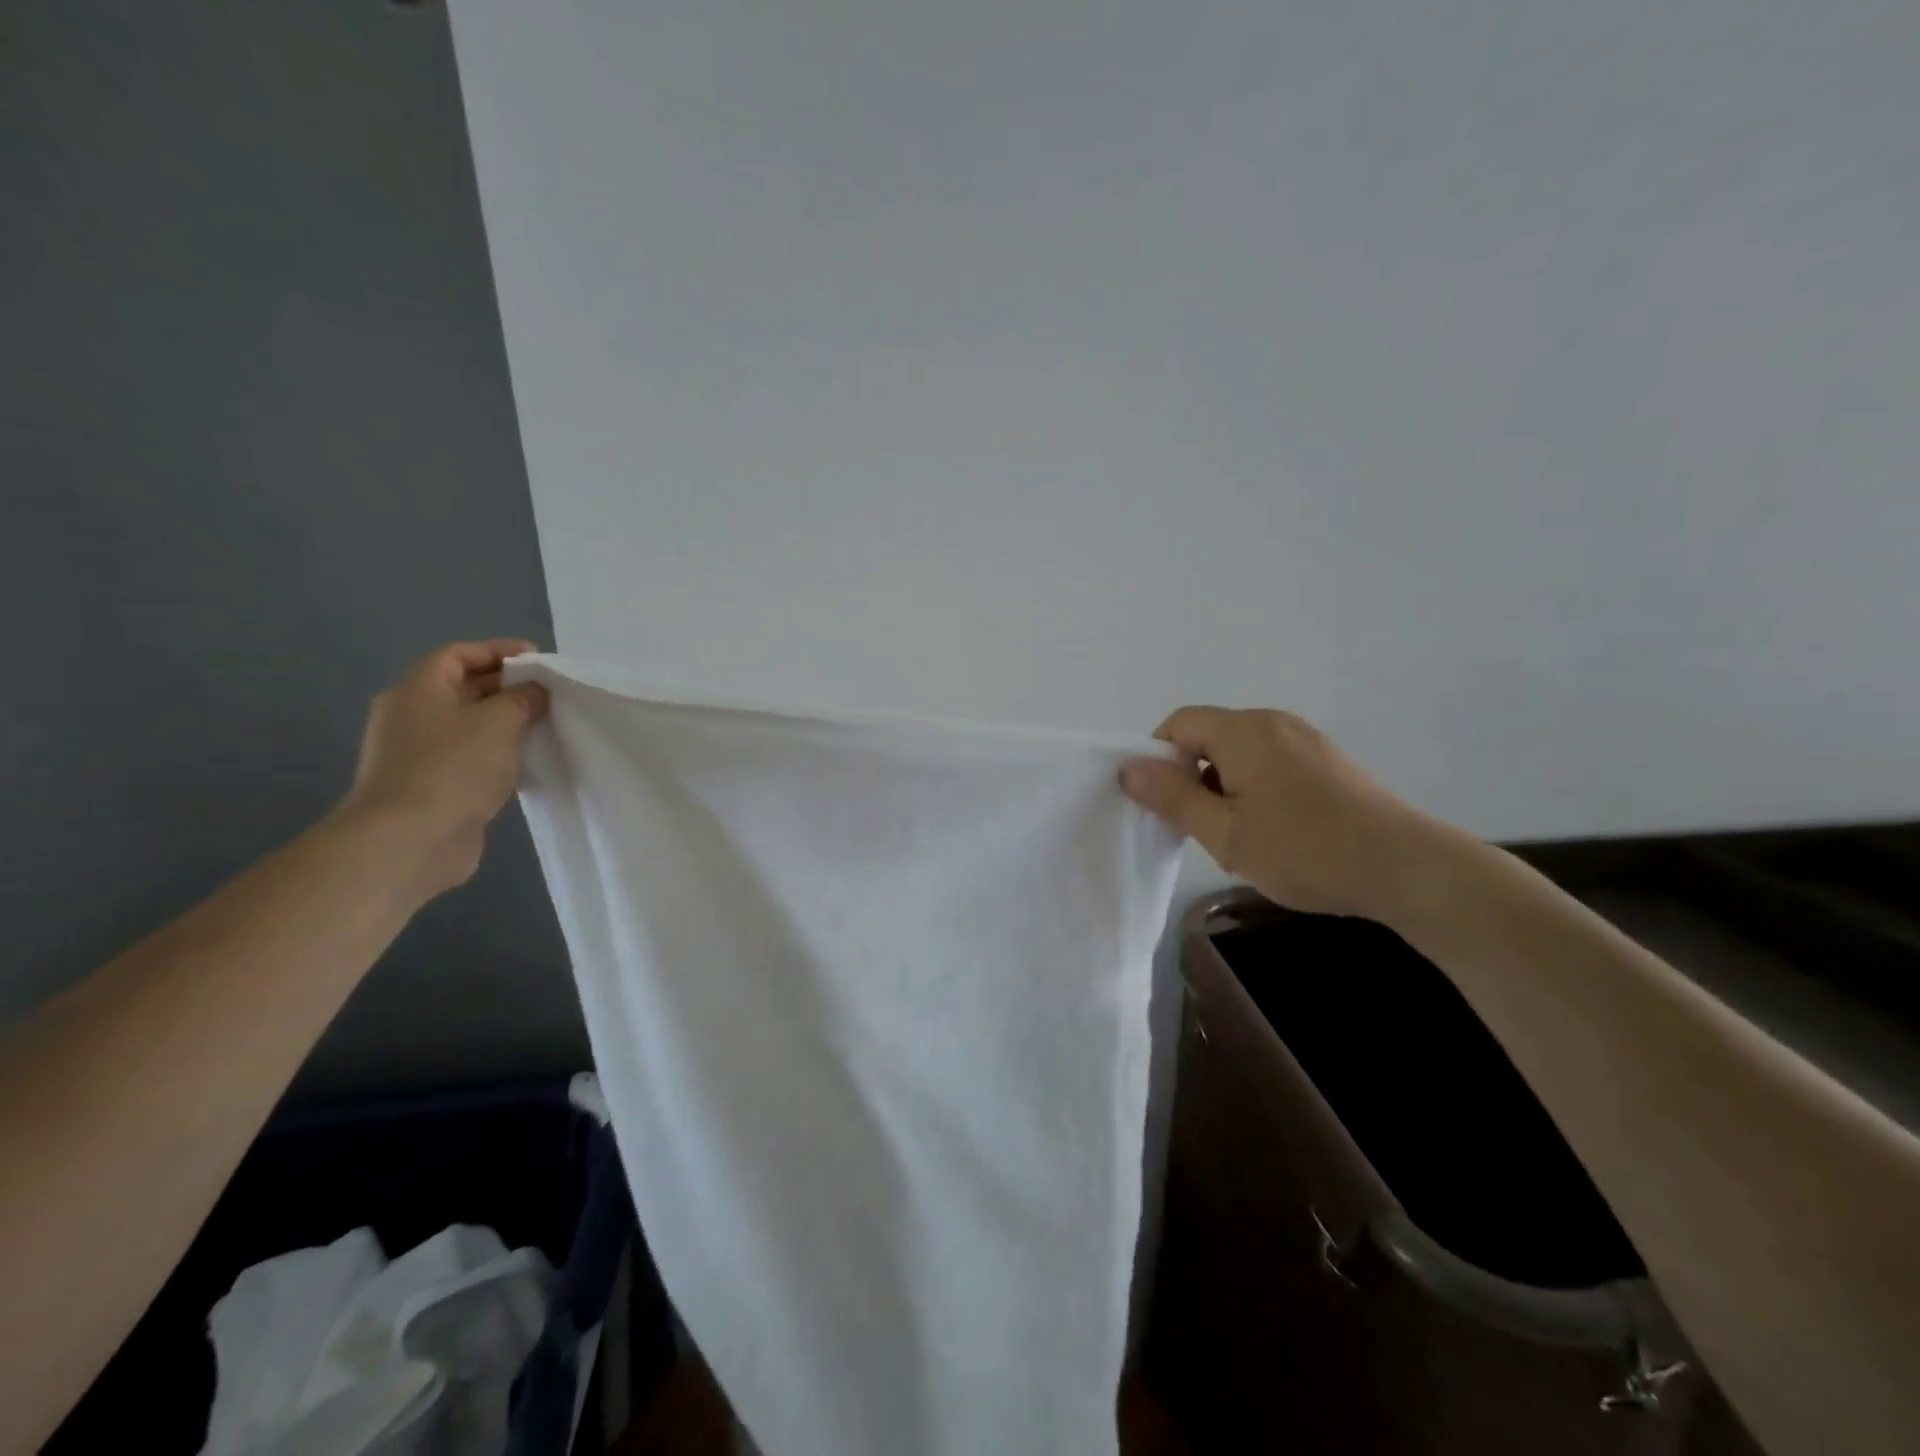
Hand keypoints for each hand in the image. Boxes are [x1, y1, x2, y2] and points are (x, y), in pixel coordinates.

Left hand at [340, 640, 549, 895]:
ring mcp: (418, 753)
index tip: (539, 660)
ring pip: (469, 725)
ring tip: (546, 726)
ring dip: (506, 723)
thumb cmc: (453, 767)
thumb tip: (535, 690)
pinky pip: (470, 757)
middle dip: (507, 687)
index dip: (499, 651)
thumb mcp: (500, 721)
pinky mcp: (431, 785)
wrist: (410, 839)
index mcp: (418, 689)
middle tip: (550, 694)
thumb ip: (523, 698)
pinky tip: (527, 763)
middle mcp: (411, 716)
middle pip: (463, 688)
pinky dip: (498, 754)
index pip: (458, 654)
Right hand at [1120, 707, 1457, 922]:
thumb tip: (1128, 767)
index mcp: (1243, 730)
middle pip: (1208, 736)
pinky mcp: (1327, 761)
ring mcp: (1305, 739)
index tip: (1164, 805)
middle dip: (1191, 777)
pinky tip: (1274, 831)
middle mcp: (1273, 722)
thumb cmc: (1305, 851)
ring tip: (1239, 836)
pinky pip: (1270, 762)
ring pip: (1239, 752)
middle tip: (1200, 828)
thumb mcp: (1225, 833)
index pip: (1177, 724)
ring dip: (1223, 786)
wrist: (1408, 868)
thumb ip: (1172, 797)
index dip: (1158, 759)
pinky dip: (1254, 788)